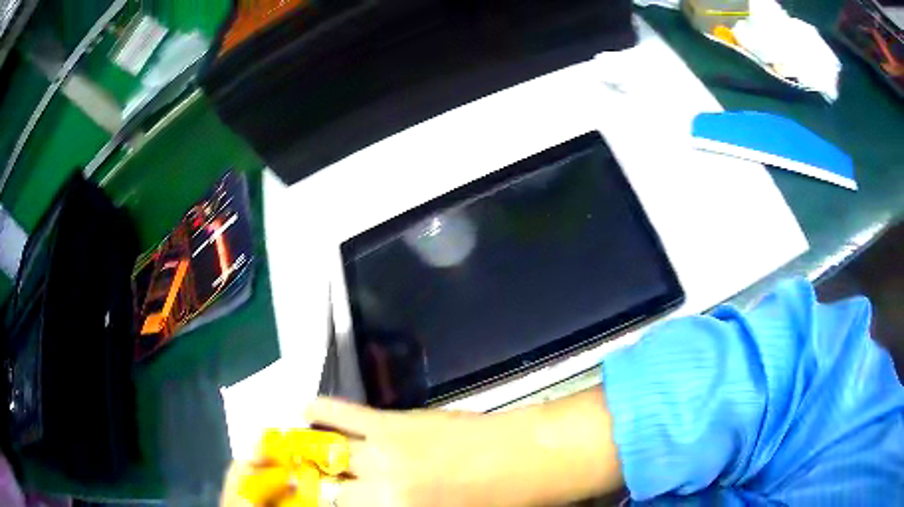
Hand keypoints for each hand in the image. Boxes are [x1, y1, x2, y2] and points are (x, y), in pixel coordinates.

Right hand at [306, 388, 621, 506]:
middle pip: (329, 492)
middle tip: (309, 484)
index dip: (326, 506)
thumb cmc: (495, 501)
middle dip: (317, 489)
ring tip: (294, 449)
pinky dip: (322, 410)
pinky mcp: (391, 423)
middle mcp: (379, 491)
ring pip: (328, 454)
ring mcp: (381, 454)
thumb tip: (370, 501)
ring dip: (309, 453)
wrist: (525, 459)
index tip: (319, 502)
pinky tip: (305, 410)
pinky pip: (345, 414)